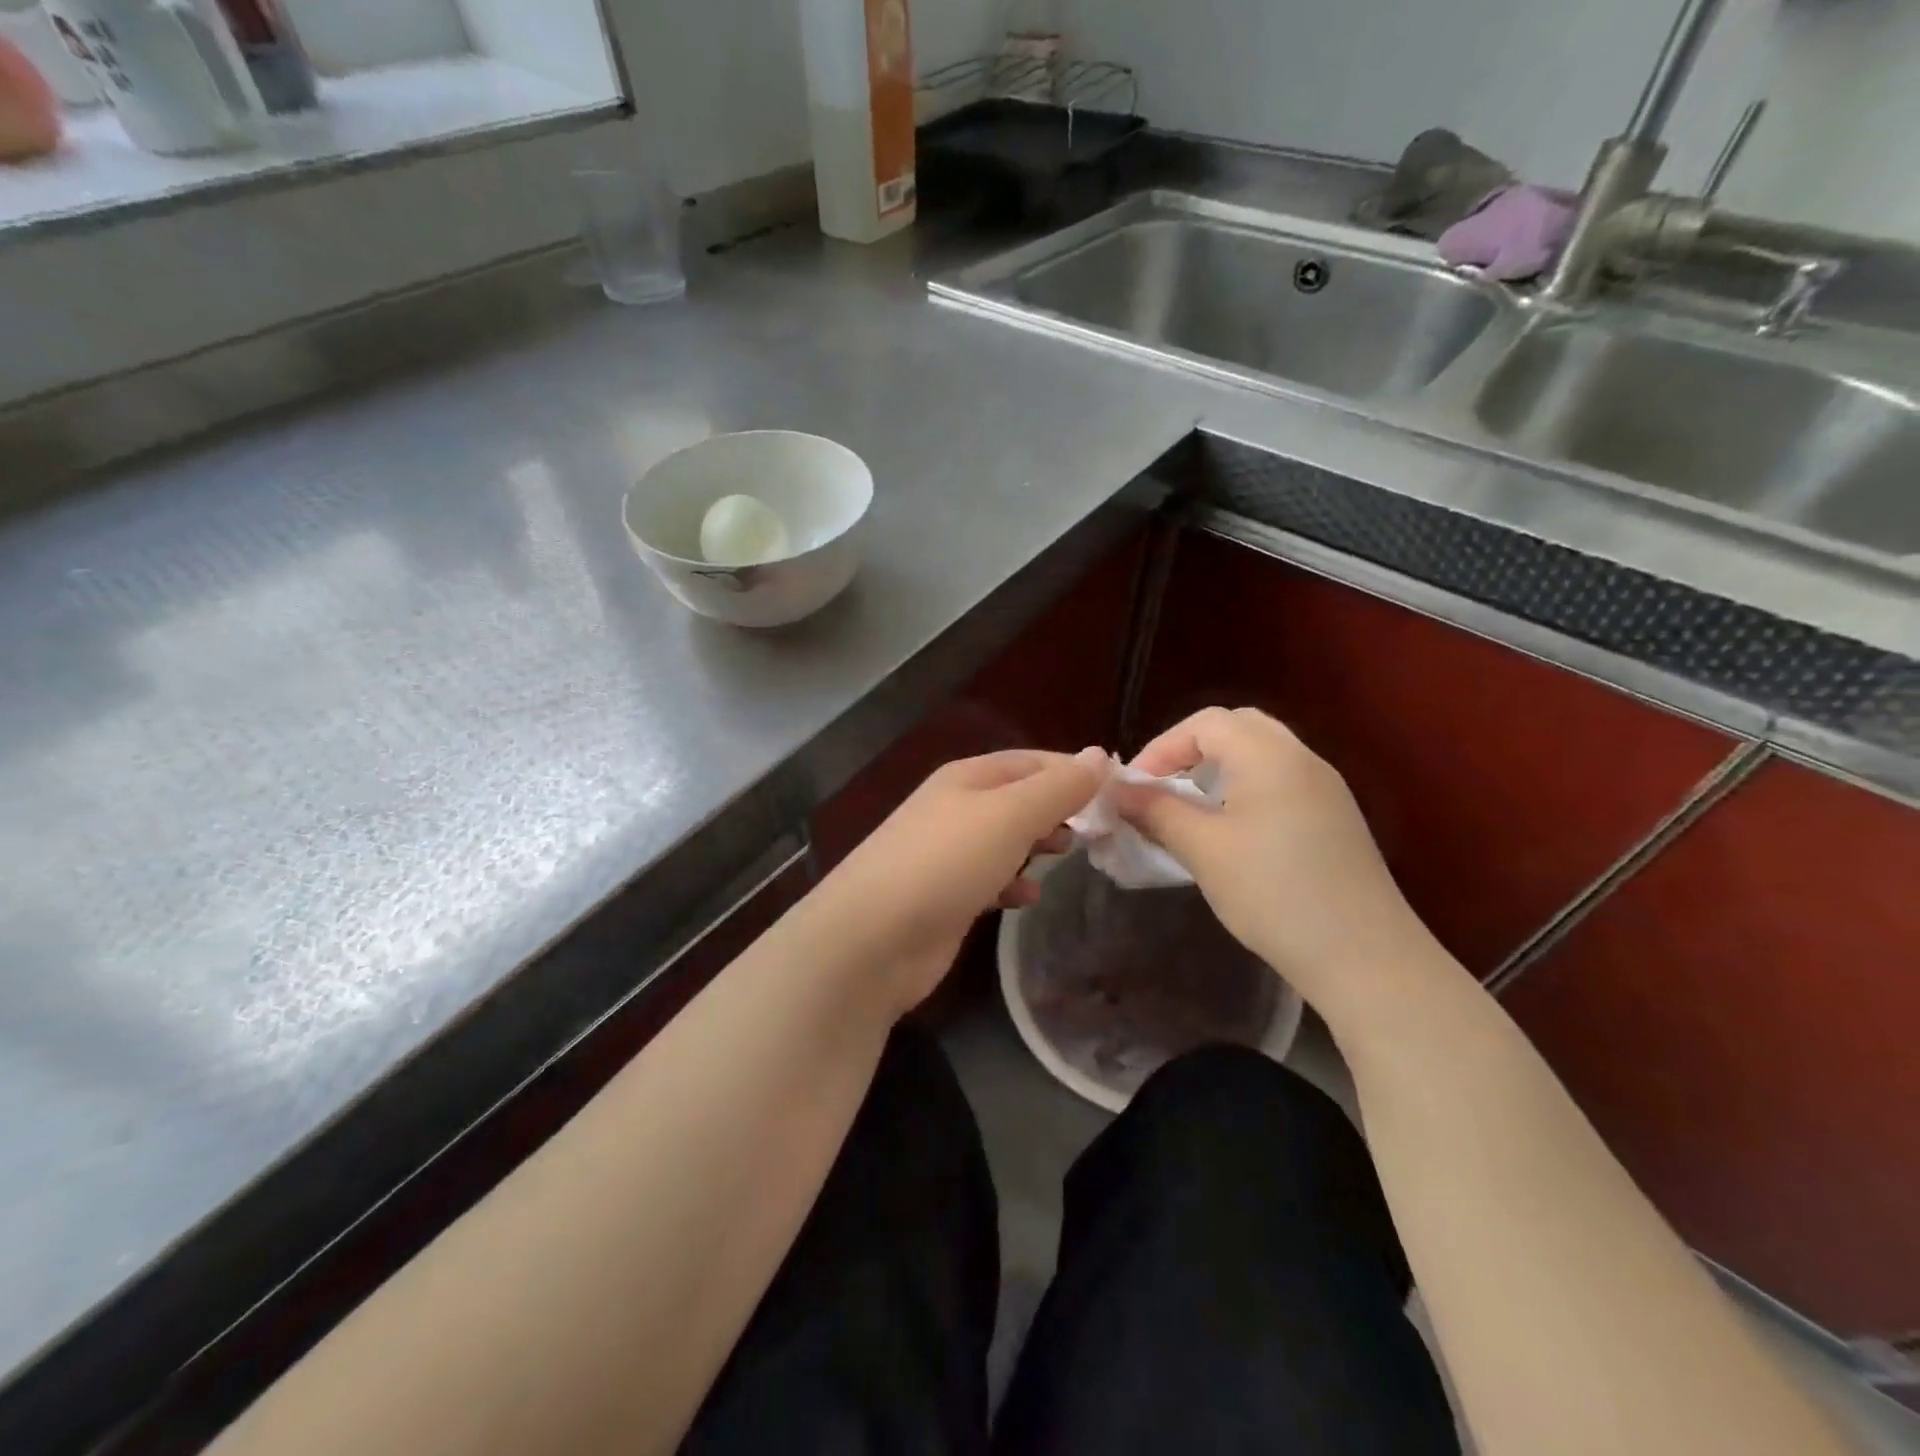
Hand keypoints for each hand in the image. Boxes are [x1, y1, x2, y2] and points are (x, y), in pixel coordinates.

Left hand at [808, 750, 1099, 1013]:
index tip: (1117, 793)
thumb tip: (1099, 755)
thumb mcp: (1010, 815)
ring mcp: (947, 853)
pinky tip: (1028, 897)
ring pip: (1005, 838)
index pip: (1031, 760)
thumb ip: (1058, 788)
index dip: (1073, 771)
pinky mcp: (944, 895)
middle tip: (1096, 830)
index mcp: (968, 778)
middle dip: (1058, 809)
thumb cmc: (946, 863)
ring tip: (1067, 855)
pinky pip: (990, 878)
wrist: (873, 939)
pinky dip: (1012, 882)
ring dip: (1037, 844)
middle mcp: (955, 808)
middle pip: (1018, 798)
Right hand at [1119, 708, 1438, 1005]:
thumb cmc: (1274, 894)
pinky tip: (1231, 831)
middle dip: (1190, 751)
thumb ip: (1157, 811)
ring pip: (1261, 754)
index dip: (1161, 747)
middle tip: (1161, 787)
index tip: (1134, 789)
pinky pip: (1280, 781)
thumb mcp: (1204, 850)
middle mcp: (1302, 758)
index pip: (1204, 723)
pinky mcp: (1335, 818)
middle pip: (1236, 728)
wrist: (1365, 957)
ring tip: (1189, 809)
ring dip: (1218, 770)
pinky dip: (1245, 789)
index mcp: (1269, 755)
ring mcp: (1325, 788)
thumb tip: (1118, 791)